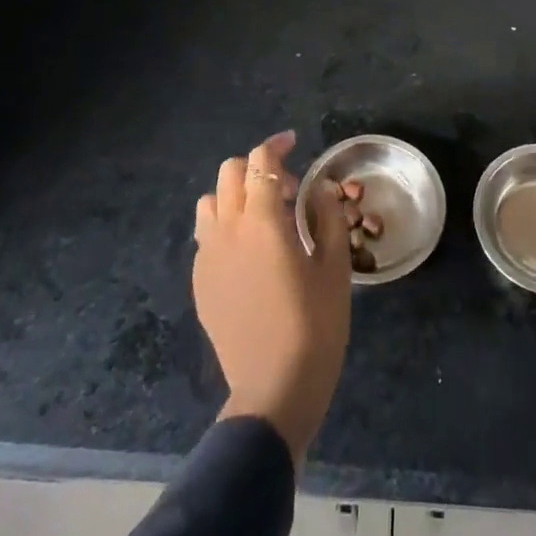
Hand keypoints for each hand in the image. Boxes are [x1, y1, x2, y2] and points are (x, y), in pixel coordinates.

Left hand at [193, 131, 351, 458]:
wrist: (274, 390)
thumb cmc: (314, 325)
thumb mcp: (334, 267)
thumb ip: (327, 217)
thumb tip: (320, 188)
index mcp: (261, 220)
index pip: (260, 162)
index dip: (276, 146)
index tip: (294, 144)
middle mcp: (227, 230)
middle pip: (230, 173)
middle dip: (257, 169)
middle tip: (287, 190)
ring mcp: (208, 258)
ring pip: (211, 203)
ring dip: (235, 196)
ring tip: (263, 218)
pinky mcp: (200, 284)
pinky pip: (206, 237)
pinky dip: (225, 227)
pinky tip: (249, 255)